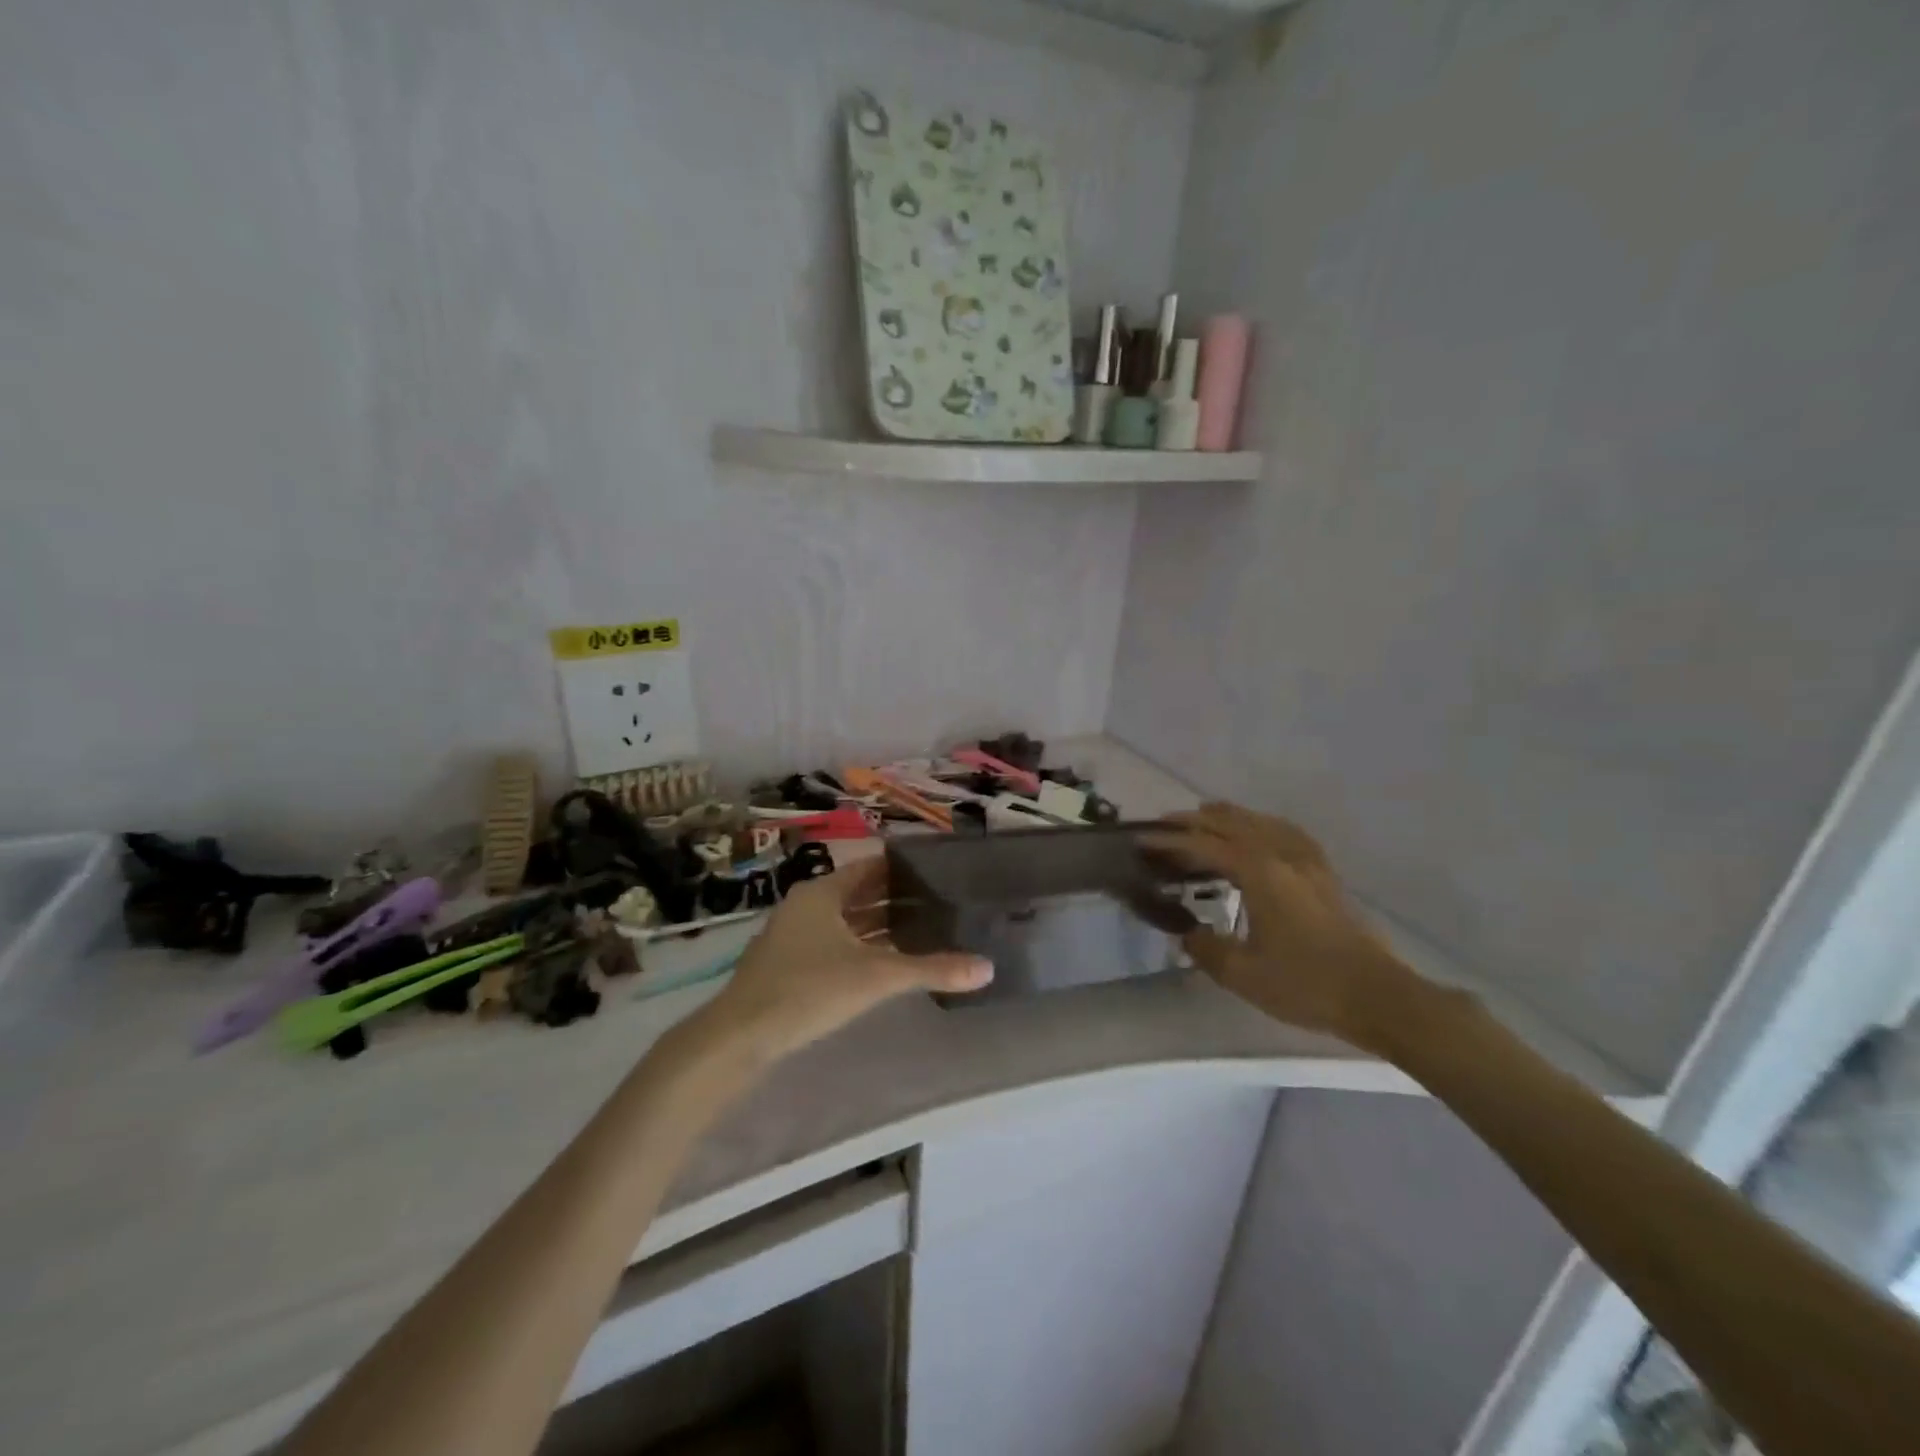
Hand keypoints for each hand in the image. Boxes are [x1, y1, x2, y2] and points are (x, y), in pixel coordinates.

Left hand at [699, 858, 992, 1064]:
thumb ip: (932, 970)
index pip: (872, 867)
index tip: (942, 872)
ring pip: (847, 921)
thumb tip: (987, 968)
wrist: (739, 1036)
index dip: (905, 869)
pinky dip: (862, 948)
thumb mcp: (876, 977)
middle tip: (942, 903)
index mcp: (823, 892)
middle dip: (898, 899)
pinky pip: (836, 944)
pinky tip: (887, 964)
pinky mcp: (789, 964)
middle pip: (860, 893)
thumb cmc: (808, 989)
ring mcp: (795, 935)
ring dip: (880, 926)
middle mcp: (808, 905)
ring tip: (924, 931)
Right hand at [1144, 804, 1424, 1053]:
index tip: (1141, 839)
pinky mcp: (1324, 873)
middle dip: (1194, 821)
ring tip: (1204, 818)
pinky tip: (1259, 832)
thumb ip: (1206, 949)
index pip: (1204, 846)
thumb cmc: (1307, 984)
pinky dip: (1261, 824)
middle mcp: (1281, 855)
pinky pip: (1285, 832)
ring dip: (1227, 817)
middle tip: (1163, 826)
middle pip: (1231, 823)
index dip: (1170, 841)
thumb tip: (1187, 933)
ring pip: (1260, 822)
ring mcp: (1307, 861)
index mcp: (1259, 873)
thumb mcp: (1244, 975)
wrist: (1378, 996)